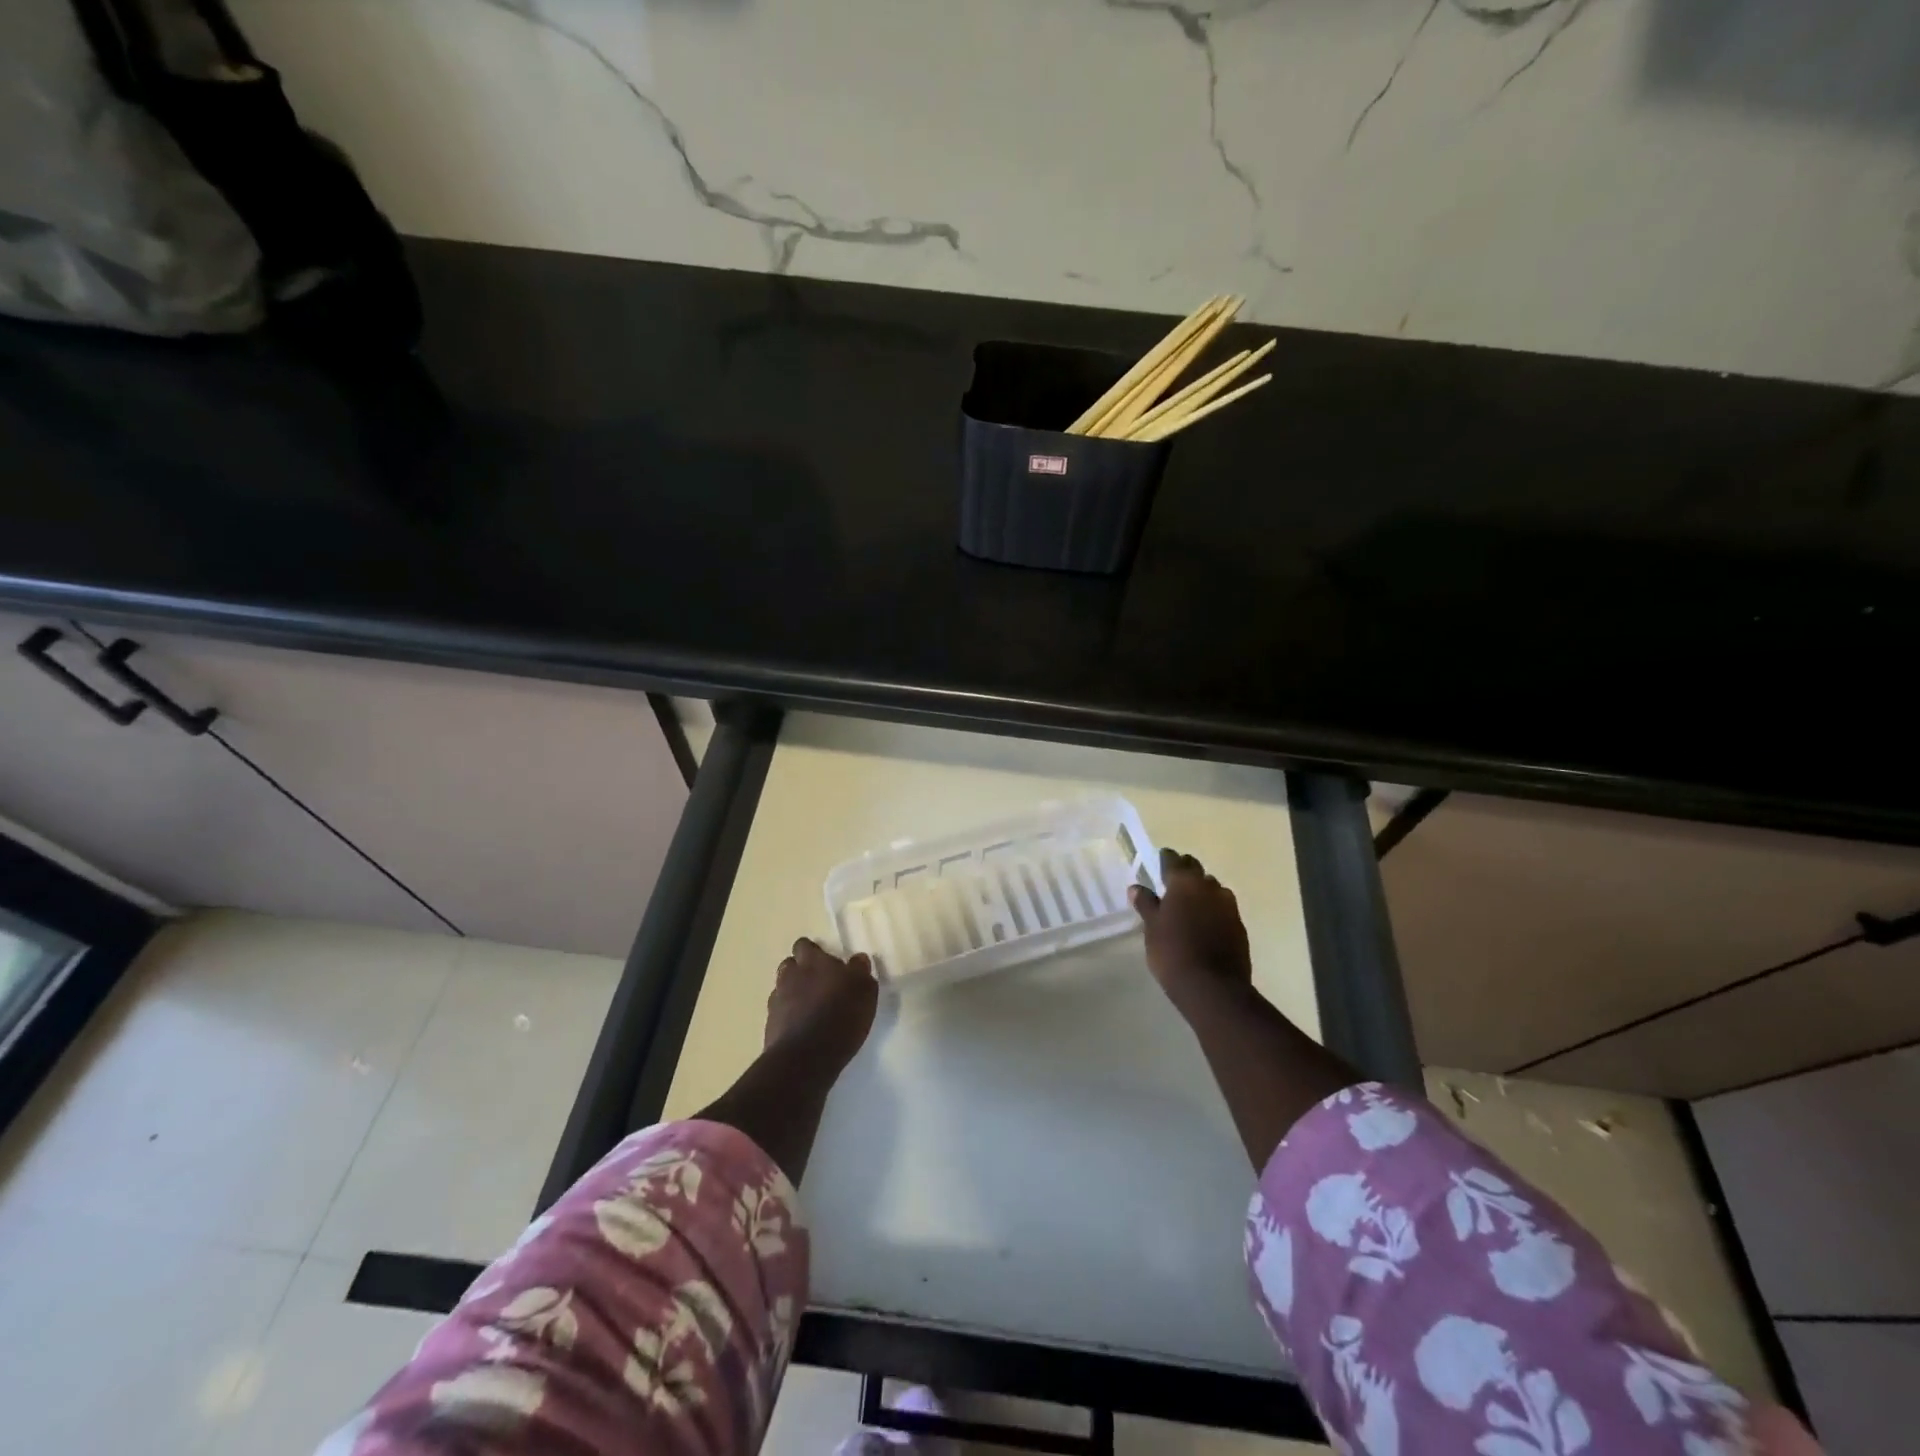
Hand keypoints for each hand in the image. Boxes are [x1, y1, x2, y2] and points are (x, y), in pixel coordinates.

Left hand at [765, 938, 878, 1073]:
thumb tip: (857, 959)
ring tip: (810, 1007)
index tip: (826, 964)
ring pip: (782, 988)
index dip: (814, 952)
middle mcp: (791, 975)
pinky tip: (802, 1027)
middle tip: (820, 984)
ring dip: (793, 992)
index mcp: (813, 962)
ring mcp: (777, 1000)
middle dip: (801, 970)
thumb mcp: (864, 991)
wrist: (806, 1058)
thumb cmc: (841, 1017)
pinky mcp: (770, 1025)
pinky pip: (779, 1012)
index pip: (805, 945)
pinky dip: (788, 1015)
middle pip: (790, 964)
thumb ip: (860, 971)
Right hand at [1130, 847, 1252, 1015]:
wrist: (1214, 988)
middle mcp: (1209, 887)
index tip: (1159, 860)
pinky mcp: (1239, 925)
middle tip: (1172, 881)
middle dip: (1185, 871)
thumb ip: (1146, 904)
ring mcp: (1228, 906)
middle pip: (1196, 870)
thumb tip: (1137, 888)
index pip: (1173, 860)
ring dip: (1201, 890)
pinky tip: (1204, 923)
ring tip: (1189, 904)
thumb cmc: (1173, 953)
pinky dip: (1213, 909)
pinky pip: (1223, 908)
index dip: (1165, 859)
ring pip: (1213, 888)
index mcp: (1184, 883)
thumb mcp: (1152, 928)